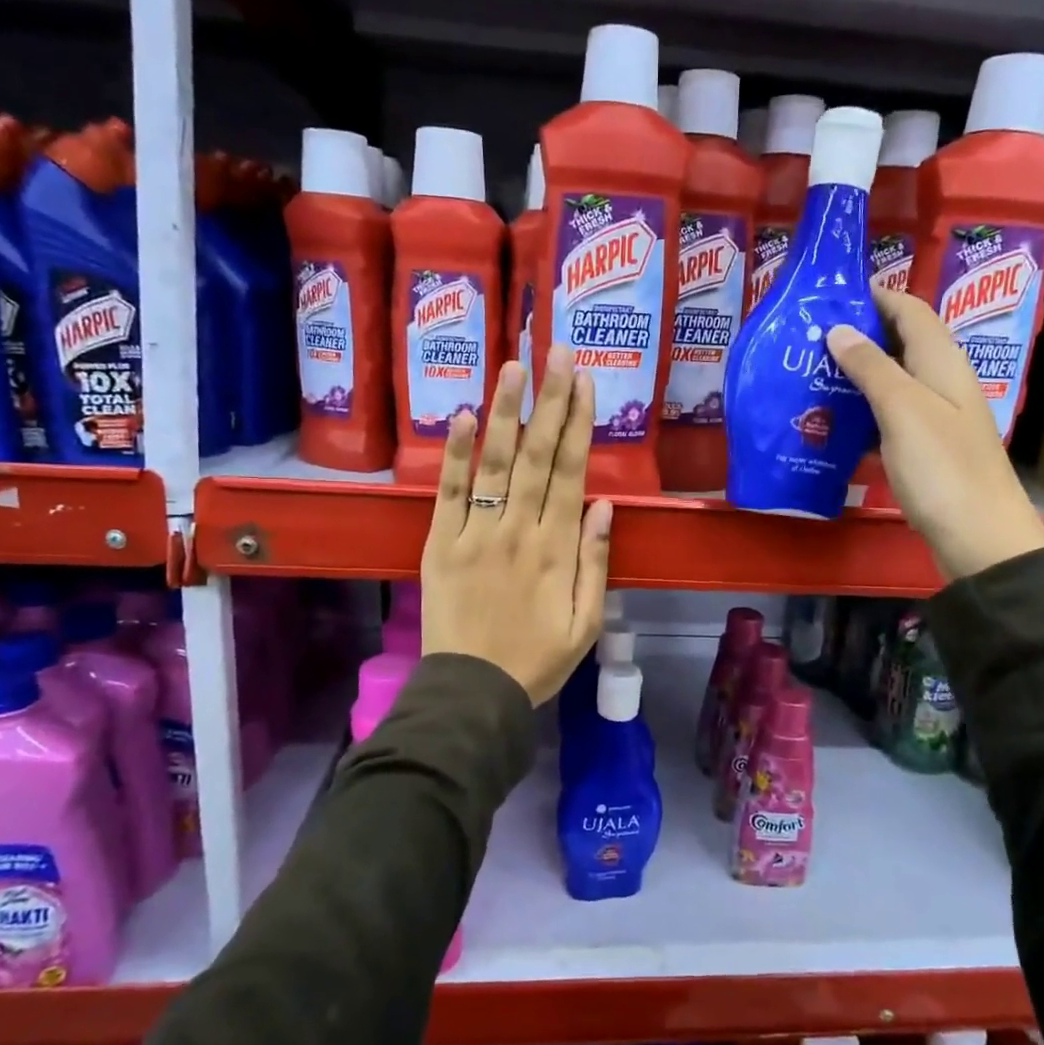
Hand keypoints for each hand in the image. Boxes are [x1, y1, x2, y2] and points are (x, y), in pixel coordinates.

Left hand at [420, 346, 613, 704]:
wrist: (472, 693)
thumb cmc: (537, 661)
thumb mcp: (586, 624)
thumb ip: (596, 564)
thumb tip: (604, 506)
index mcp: (557, 550)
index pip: (571, 473)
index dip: (579, 424)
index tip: (586, 382)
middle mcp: (518, 531)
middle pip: (538, 456)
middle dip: (550, 400)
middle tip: (559, 351)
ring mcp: (475, 534)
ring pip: (495, 463)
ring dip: (507, 411)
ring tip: (516, 365)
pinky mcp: (439, 543)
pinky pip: (449, 491)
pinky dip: (457, 453)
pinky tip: (466, 415)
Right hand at [827, 289, 1043, 579]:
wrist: (978, 537)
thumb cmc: (942, 467)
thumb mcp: (902, 410)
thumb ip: (871, 366)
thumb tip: (838, 329)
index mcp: (942, 362)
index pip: (909, 310)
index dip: (874, 296)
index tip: (829, 296)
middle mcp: (941, 382)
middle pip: (898, 344)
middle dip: (857, 335)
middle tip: (807, 339)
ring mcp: (934, 417)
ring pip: (890, 382)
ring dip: (854, 376)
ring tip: (809, 376)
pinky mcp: (924, 450)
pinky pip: (887, 418)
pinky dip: (861, 414)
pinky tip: (831, 423)